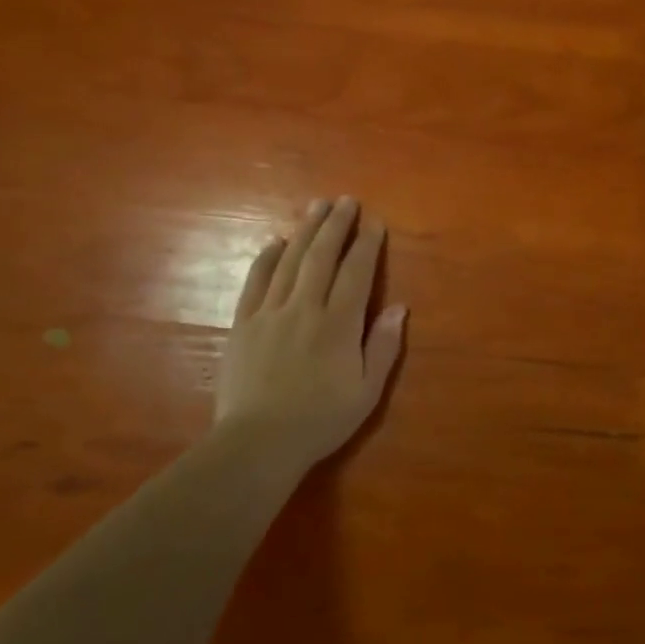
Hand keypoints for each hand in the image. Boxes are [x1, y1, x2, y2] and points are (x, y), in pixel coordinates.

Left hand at [215, 197, 406, 470]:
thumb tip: (400, 307)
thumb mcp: (367, 392)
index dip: (367, 244)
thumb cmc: (320, 420)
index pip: (357, 272)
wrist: (258, 443)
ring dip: (305, 230)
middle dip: (336, 225)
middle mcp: (305, 308)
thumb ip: (383, 347)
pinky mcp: (244, 323)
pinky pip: (256, 281)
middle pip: (322, 256)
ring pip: (290, 261)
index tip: (374, 221)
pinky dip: (267, 258)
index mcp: (338, 324)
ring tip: (316, 206)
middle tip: (346, 200)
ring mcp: (271, 312)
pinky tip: (275, 241)